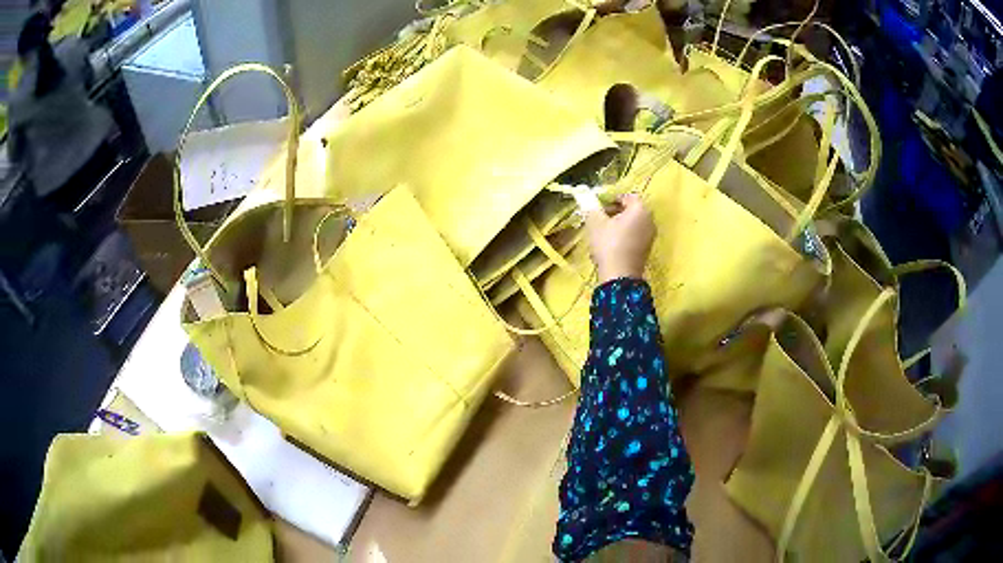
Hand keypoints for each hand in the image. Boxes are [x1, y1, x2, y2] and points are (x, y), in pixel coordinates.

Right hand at [584, 193, 655, 282]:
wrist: (620, 276)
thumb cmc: (608, 244)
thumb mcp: (595, 222)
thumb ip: (590, 205)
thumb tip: (582, 193)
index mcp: (640, 209)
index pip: (628, 196)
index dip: (612, 198)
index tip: (599, 206)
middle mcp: (650, 220)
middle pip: (632, 209)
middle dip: (616, 211)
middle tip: (599, 217)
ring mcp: (650, 235)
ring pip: (634, 222)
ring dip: (619, 223)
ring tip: (603, 231)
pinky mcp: (647, 249)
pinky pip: (636, 234)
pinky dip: (625, 234)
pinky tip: (611, 244)